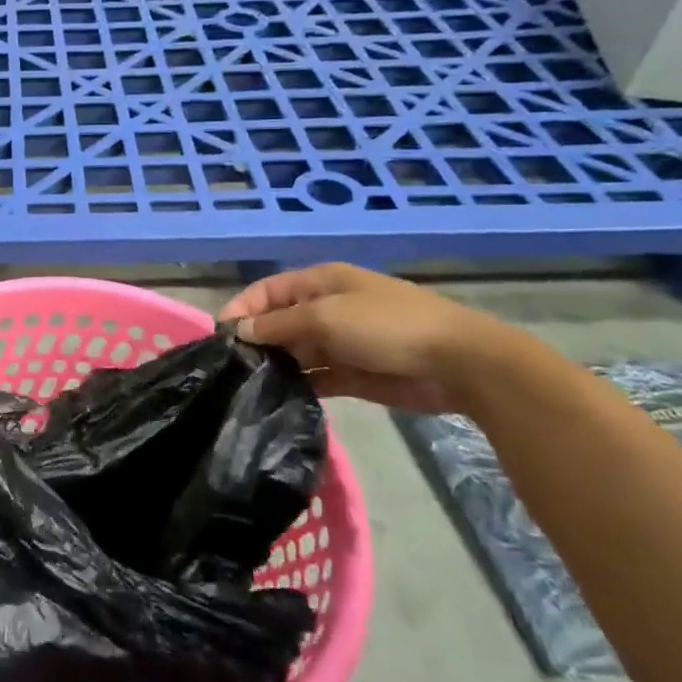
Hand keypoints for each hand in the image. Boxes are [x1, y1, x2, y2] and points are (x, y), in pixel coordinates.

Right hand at [218, 263, 509, 414]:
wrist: (460, 363)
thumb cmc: (388, 326)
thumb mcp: (325, 317)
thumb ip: (278, 325)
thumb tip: (239, 331)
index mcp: (321, 283)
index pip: (268, 290)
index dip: (242, 308)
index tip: (221, 337)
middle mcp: (327, 308)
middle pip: (279, 322)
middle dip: (256, 341)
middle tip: (233, 367)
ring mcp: (342, 342)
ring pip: (296, 352)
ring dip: (277, 365)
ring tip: (250, 386)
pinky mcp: (355, 374)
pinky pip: (317, 377)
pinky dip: (299, 385)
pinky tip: (279, 398)